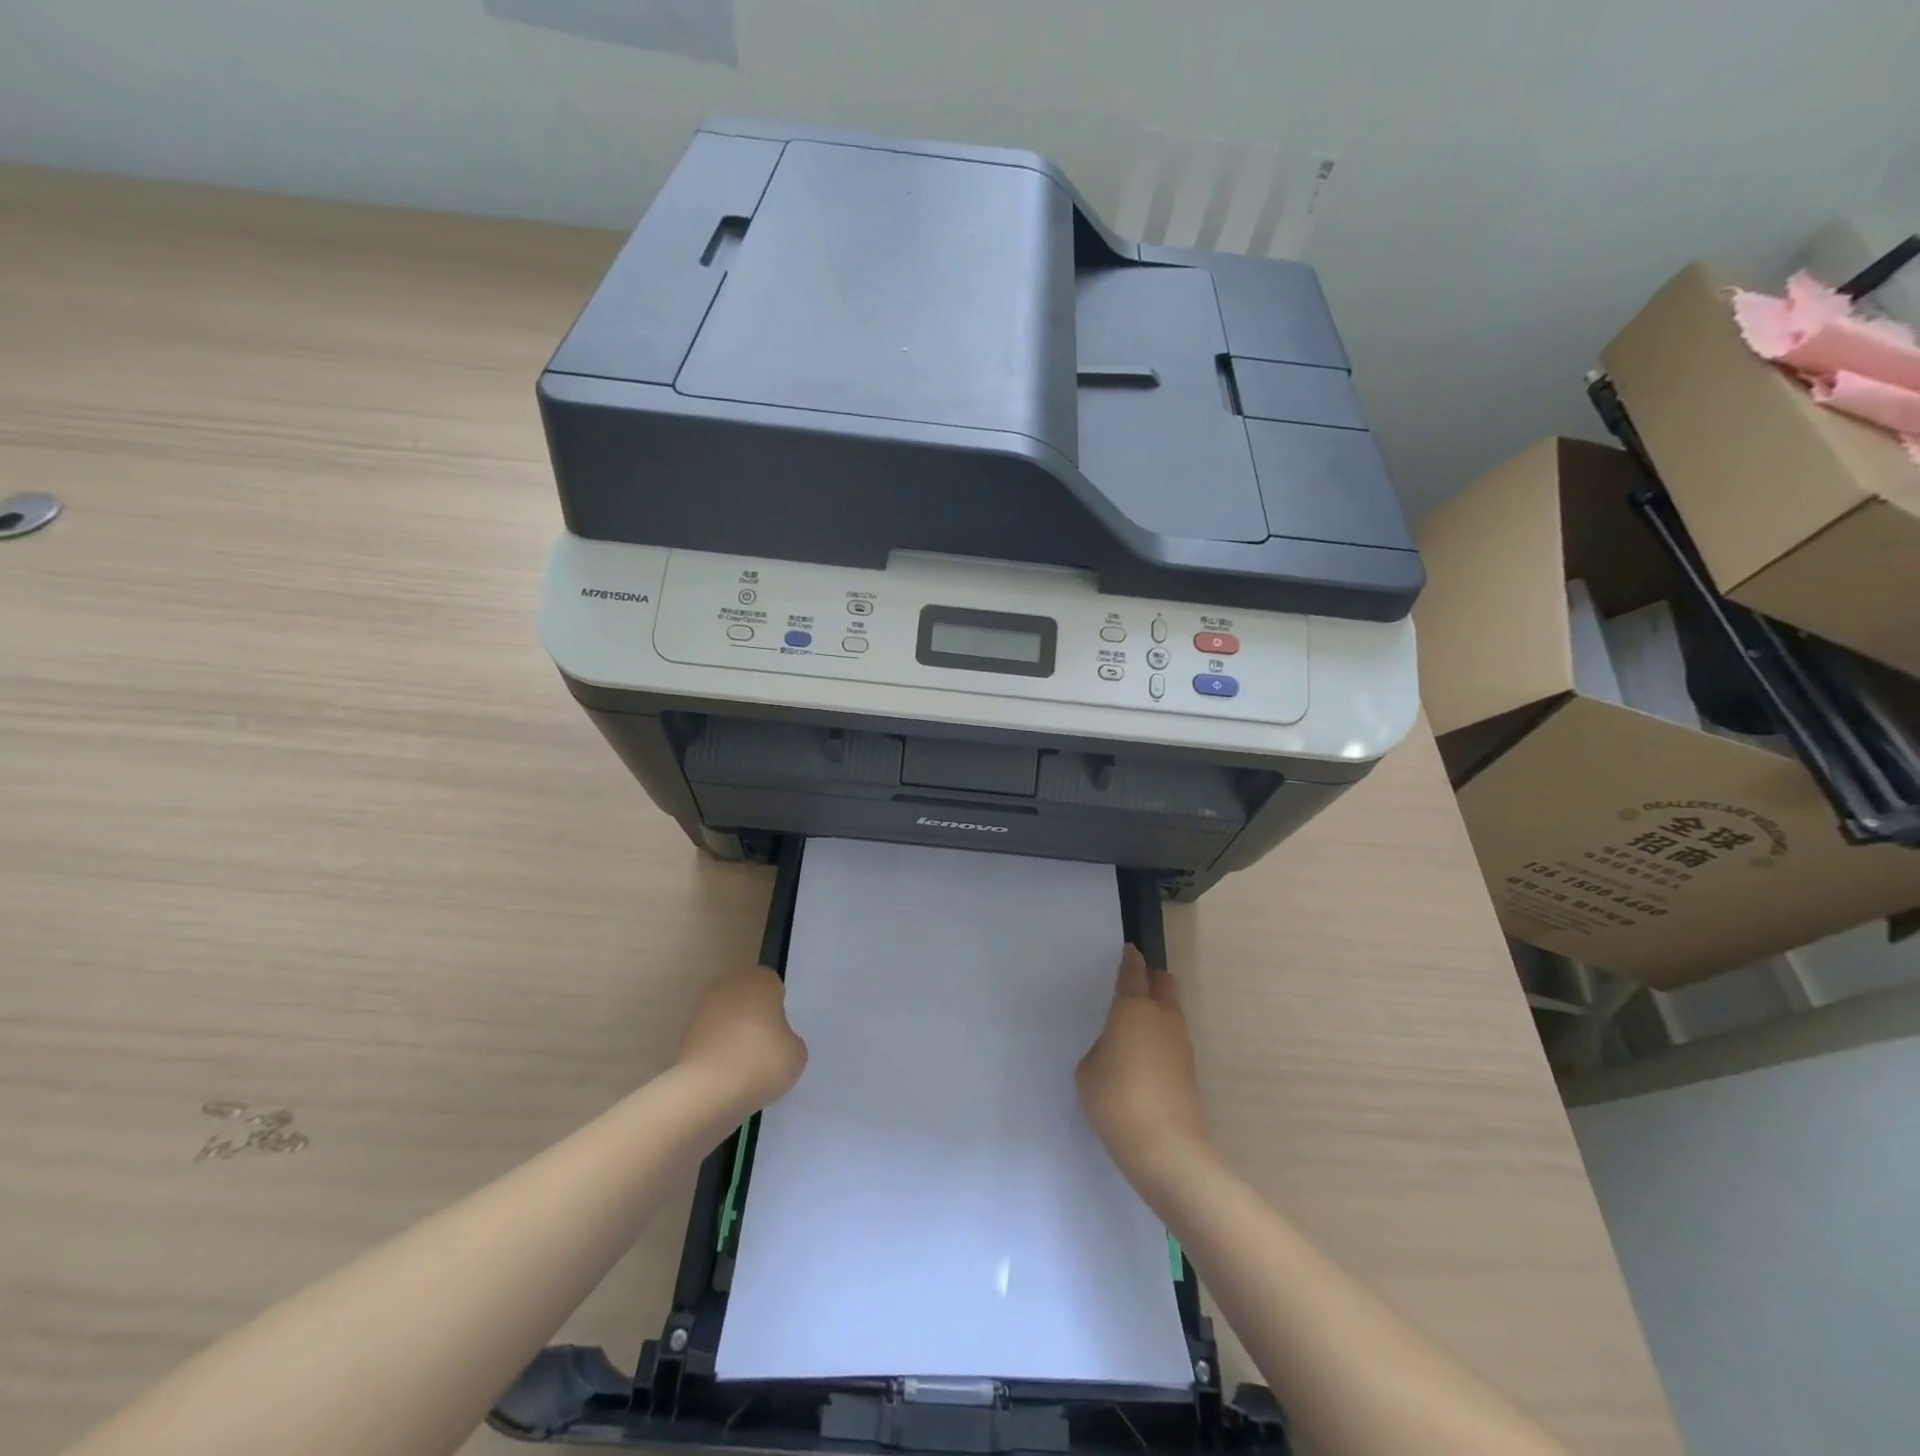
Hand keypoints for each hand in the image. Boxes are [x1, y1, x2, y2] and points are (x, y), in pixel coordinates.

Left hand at [676, 966, 807, 1117]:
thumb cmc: (760, 1062)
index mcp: (759, 980)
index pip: (773, 986)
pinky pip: (711, 1038)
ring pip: (727, 1017)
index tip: (781, 1033)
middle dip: (755, 1018)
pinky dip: (718, 1051)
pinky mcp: (684, 1034)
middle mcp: (729, 985)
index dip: (778, 1009)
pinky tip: (726, 1075)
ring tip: (745, 1067)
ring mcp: (702, 1009)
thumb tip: (776, 1040)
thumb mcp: (796, 1053)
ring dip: (734, 1034)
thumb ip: (789, 1038)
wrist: (707, 1091)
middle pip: (747, 998)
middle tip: (765, 1048)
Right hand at [1077, 945, 1209, 1192]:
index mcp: (1133, 1008)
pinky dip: (1161, 1035)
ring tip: (1136, 1022)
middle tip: (1134, 982)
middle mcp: (1162, 1017)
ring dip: (1158, 1007)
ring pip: (1172, 1009)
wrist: (1166, 1148)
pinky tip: (1145, 1054)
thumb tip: (1116, 1048)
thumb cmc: (1116, 1099)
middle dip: (1151, 977)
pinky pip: (1173, 1037)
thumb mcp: (1089, 1070)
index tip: (1128, 951)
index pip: (1133, 973)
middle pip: (1163, 983)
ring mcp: (1181, 1043)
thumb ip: (1101, 1048)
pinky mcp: (1189, 1069)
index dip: (1129, 960)